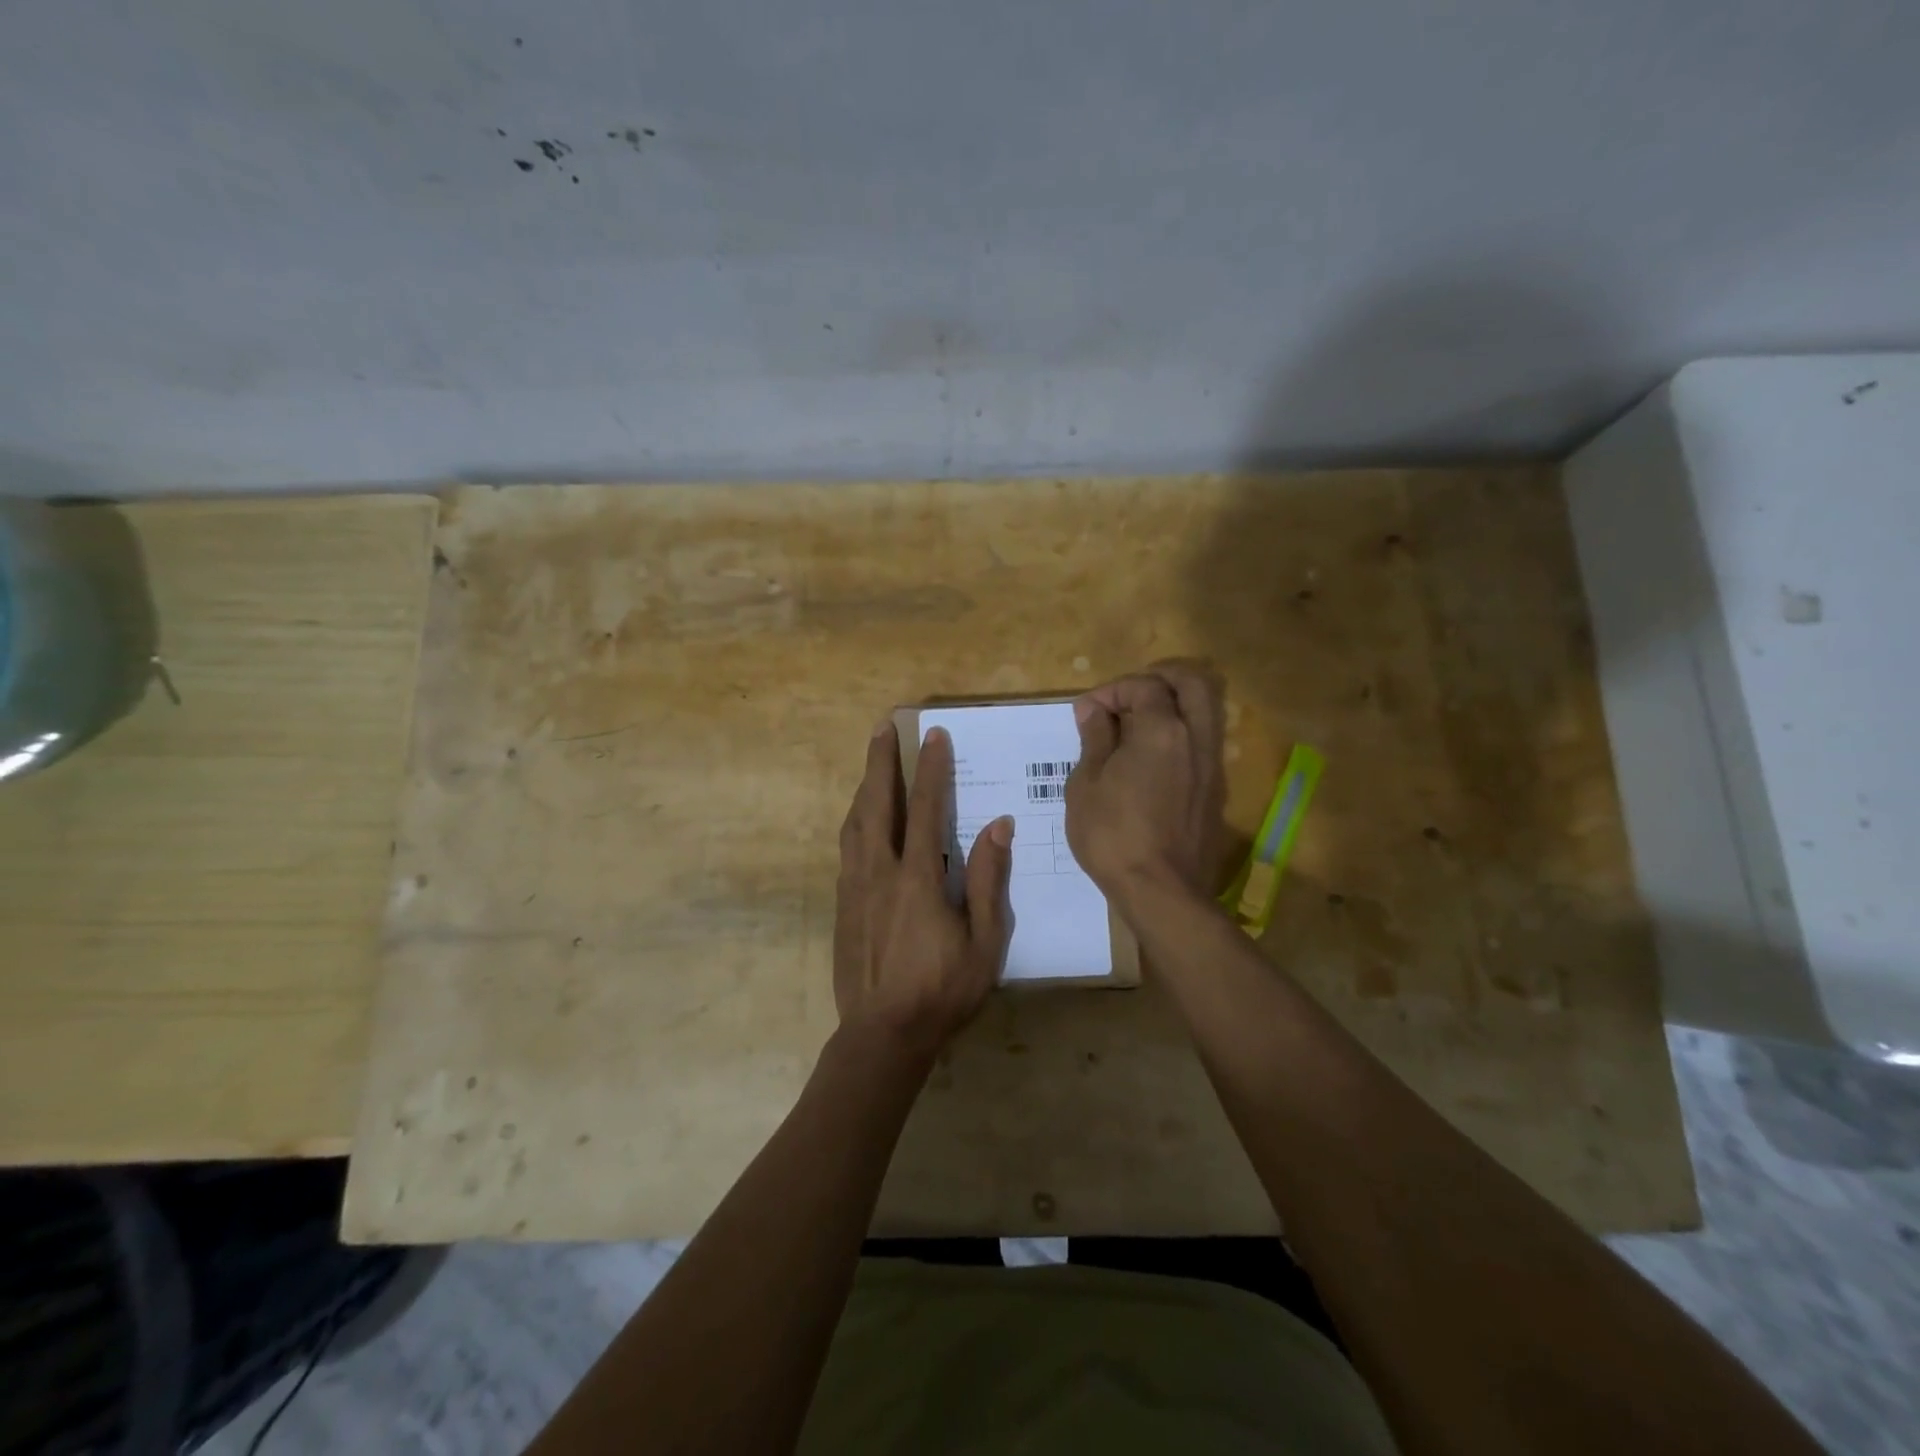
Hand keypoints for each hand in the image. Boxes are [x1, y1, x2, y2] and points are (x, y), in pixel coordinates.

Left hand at [833, 719, 1013, 1061]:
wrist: (883, 1035)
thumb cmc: (943, 991)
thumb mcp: (984, 942)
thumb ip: (990, 882)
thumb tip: (998, 826)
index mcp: (918, 879)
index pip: (926, 810)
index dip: (931, 769)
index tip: (933, 735)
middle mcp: (880, 873)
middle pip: (877, 804)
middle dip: (881, 762)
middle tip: (882, 727)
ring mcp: (855, 887)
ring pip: (855, 823)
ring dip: (864, 787)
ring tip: (871, 762)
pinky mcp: (842, 904)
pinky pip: (847, 848)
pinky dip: (855, 820)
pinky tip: (861, 818)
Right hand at [1064, 662, 1227, 912]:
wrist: (1161, 891)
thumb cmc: (1112, 836)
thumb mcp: (1086, 785)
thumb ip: (1094, 738)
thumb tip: (1094, 710)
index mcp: (1162, 731)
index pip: (1144, 686)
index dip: (1112, 690)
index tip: (1087, 712)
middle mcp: (1196, 738)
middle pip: (1193, 682)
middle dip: (1159, 678)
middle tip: (1128, 696)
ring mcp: (1211, 765)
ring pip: (1206, 710)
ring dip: (1175, 704)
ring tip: (1139, 724)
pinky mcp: (1215, 789)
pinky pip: (1204, 741)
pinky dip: (1181, 733)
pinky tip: (1152, 757)